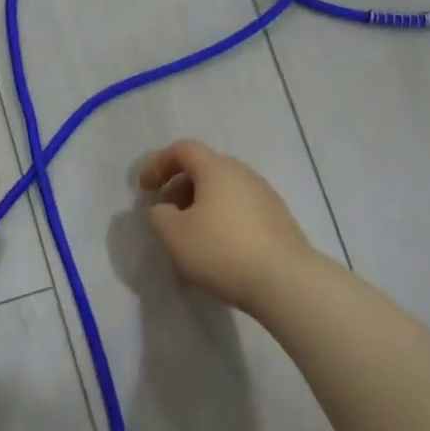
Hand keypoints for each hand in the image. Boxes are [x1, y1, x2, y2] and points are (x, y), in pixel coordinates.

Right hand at [139, 140, 316, 315]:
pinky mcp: (279, 220)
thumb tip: (165, 209)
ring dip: (202, 207)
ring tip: (190, 238)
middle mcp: (244, 174)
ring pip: (224, 192)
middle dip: (180, 188)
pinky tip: (218, 252)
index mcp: (217, 169)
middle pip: (206, 169)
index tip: (144, 189)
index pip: (183, 150)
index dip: (159, 164)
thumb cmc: (221, 250)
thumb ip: (159, 216)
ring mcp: (266, 196)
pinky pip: (241, 211)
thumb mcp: (173, 235)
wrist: (285, 280)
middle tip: (167, 214)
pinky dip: (222, 222)